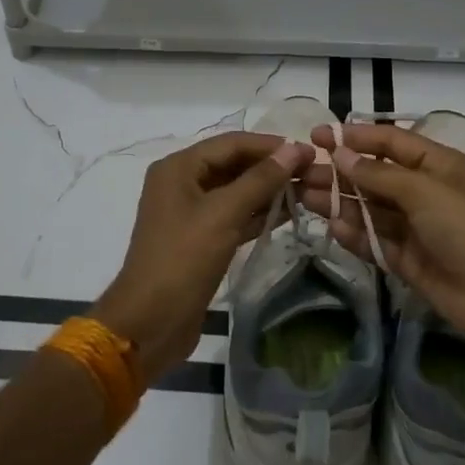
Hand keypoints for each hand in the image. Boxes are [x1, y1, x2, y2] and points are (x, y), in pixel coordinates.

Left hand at [94, 131, 312, 384]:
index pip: (232, 143)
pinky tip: (290, 213)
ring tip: (309, 190)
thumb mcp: (223, 214)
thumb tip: (294, 149)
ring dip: (269, 190)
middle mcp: (182, 183)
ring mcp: (190, 213)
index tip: (308, 151)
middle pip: (234, 164)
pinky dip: (259, 213)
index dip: (270, 145)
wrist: (151, 322)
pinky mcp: (201, 240)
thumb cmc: (183, 258)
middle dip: (272, 167)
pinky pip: (234, 216)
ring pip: (236, 191)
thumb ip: (260, 179)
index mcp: (178, 168)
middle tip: (313, 171)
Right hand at [299, 123, 464, 365]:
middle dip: (339, 171)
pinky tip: (332, 228)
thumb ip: (378, 175)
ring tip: (302, 196)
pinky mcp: (407, 260)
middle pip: (374, 176)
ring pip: (369, 209)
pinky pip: (375, 241)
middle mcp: (423, 192)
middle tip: (299, 172)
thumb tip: (340, 155)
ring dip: (339, 201)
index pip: (389, 143)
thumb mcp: (423, 190)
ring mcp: (415, 228)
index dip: (354, 137)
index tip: (317, 136)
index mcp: (436, 164)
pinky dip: (354, 234)